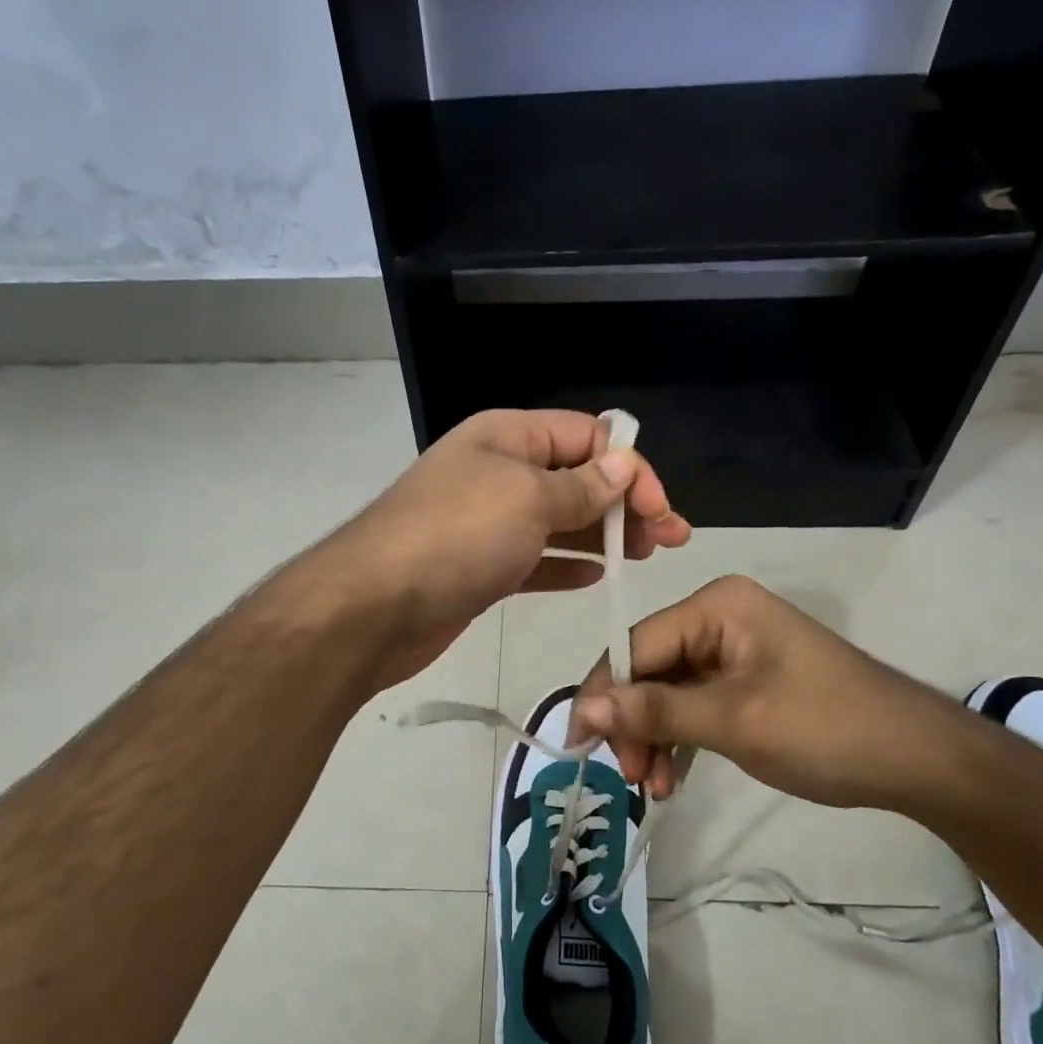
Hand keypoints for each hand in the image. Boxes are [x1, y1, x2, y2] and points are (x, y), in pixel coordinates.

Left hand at [323, 410, 690, 685]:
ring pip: (559, 521)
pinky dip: (567, 564)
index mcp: (507, 437)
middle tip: (668, 540)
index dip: (629, 467)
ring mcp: (487, 523)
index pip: (585, 436)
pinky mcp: (481, 568)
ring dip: (603, 534)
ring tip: (645, 556)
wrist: (373, 607)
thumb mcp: (529, 498)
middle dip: (625, 503)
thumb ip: (581, 486)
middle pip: (576, 478)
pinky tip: (597, 577)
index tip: (660, 510)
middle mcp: (498, 472)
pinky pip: (536, 559)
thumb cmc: (457, 536)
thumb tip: (624, 466)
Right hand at [570, 575, 976, 812]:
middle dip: (633, 723)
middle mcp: (719, 618)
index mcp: (716, 606)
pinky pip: (693, 705)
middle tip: (629, 777)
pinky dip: (679, 740)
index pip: (636, 644)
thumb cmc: (827, 728)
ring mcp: (733, 650)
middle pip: (648, 669)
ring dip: (653, 738)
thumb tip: (586, 709)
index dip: (604, 693)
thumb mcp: (735, 721)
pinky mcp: (744, 681)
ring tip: (653, 788)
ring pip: (666, 692)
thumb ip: (657, 711)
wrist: (918, 760)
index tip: (580, 744)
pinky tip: (671, 777)